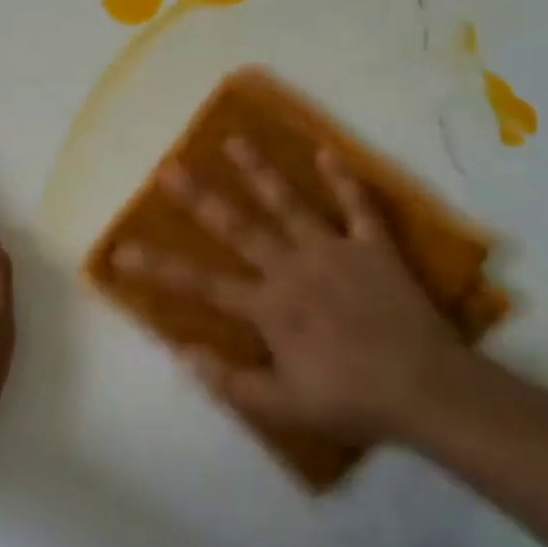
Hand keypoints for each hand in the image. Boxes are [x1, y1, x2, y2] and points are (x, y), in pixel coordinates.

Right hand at [112, 138, 462, 441]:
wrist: (427, 388)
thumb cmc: (351, 399)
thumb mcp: (283, 406)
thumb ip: (229, 382)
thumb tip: (181, 352)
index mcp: (268, 306)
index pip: (200, 284)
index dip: (157, 268)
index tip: (121, 250)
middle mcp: (292, 267)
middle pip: (237, 226)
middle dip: (198, 198)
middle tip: (169, 167)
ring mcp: (332, 251)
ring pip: (289, 204)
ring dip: (260, 171)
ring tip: (234, 140)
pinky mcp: (372, 247)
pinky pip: (357, 207)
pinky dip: (343, 180)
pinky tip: (327, 153)